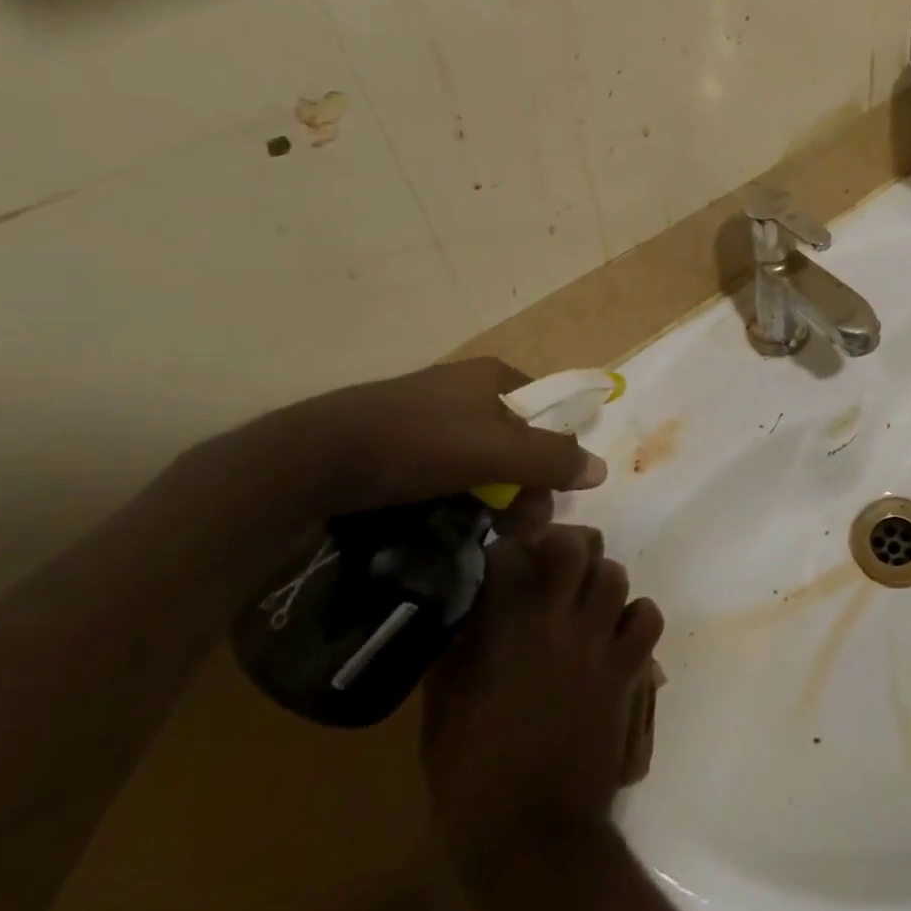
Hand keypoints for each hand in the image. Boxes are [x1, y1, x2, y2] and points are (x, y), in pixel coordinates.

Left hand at [189, 358, 606, 538]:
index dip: (555, 452)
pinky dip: (453, 496)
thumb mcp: (497, 453)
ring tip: (486, 534)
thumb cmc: (417, 444)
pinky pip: (442, 471)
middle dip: (524, 484)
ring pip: (479, 460)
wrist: (308, 461)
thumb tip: (601, 469)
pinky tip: (445, 522)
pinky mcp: (392, 444)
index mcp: (492, 376)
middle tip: (517, 526)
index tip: (550, 495)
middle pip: (515, 439)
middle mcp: (463, 390)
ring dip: (492, 497)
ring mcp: (425, 416)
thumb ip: (553, 460)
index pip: (546, 411)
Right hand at [421, 526, 664, 871]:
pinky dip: (635, 616)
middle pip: (577, 548)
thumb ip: (455, 656)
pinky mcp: (630, 667)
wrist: (534, 833)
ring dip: (599, 579)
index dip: (505, 551)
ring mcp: (602, 641)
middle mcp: (562, 621)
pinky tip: (617, 632)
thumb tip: (464, 619)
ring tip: (584, 598)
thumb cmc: (475, 779)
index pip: (512, 557)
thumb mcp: (444, 714)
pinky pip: (647, 616)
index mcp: (510, 629)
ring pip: (615, 574)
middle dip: (564, 544)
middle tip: (551, 561)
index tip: (500, 559)